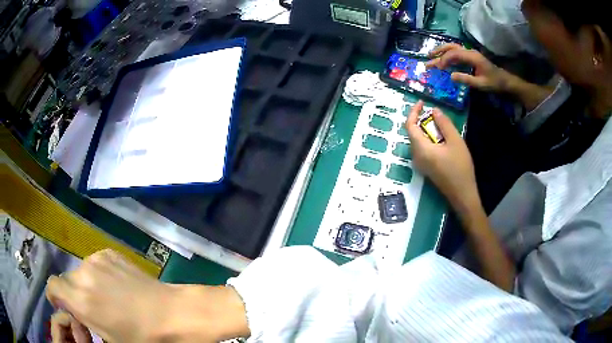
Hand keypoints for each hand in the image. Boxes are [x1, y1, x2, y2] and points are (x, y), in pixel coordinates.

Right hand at [47, 250, 248, 342]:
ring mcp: (97, 259)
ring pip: (80, 271)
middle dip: (73, 293)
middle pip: (67, 279)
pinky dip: (98, 273)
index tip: (63, 305)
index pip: (52, 285)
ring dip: (86, 283)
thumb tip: (72, 308)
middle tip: (90, 307)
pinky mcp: (110, 252)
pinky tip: (116, 285)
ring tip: (106, 298)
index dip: (55, 296)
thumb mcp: (107, 337)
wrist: (171, 313)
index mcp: (81, 299)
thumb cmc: (141, 336)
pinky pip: (95, 263)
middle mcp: (83, 273)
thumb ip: (83, 318)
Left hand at [406, 101, 479, 210]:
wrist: (462, 195)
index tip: (422, 102)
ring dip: (426, 130)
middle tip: (435, 113)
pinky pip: (423, 149)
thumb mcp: (455, 142)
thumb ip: (444, 124)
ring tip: (440, 124)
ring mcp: (420, 164)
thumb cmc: (460, 167)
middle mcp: (415, 156)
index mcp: (420, 149)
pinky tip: (441, 139)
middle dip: (421, 120)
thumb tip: (434, 110)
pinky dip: (429, 140)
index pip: (409, 126)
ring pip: (418, 141)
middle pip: (413, 133)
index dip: (414, 112)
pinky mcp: (425, 168)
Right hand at [427, 43, 509, 91]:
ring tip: (431, 56)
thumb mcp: (481, 84)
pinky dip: (447, 55)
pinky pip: (456, 53)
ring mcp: (470, 54)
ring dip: (441, 51)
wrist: (505, 81)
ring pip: (453, 48)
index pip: (454, 54)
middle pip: (451, 47)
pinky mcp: (470, 57)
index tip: (438, 68)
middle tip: (428, 57)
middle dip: (439, 51)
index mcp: (472, 56)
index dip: (444, 59)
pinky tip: (443, 60)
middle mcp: (469, 52)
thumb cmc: (494, 83)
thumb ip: (466, 80)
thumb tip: (451, 77)